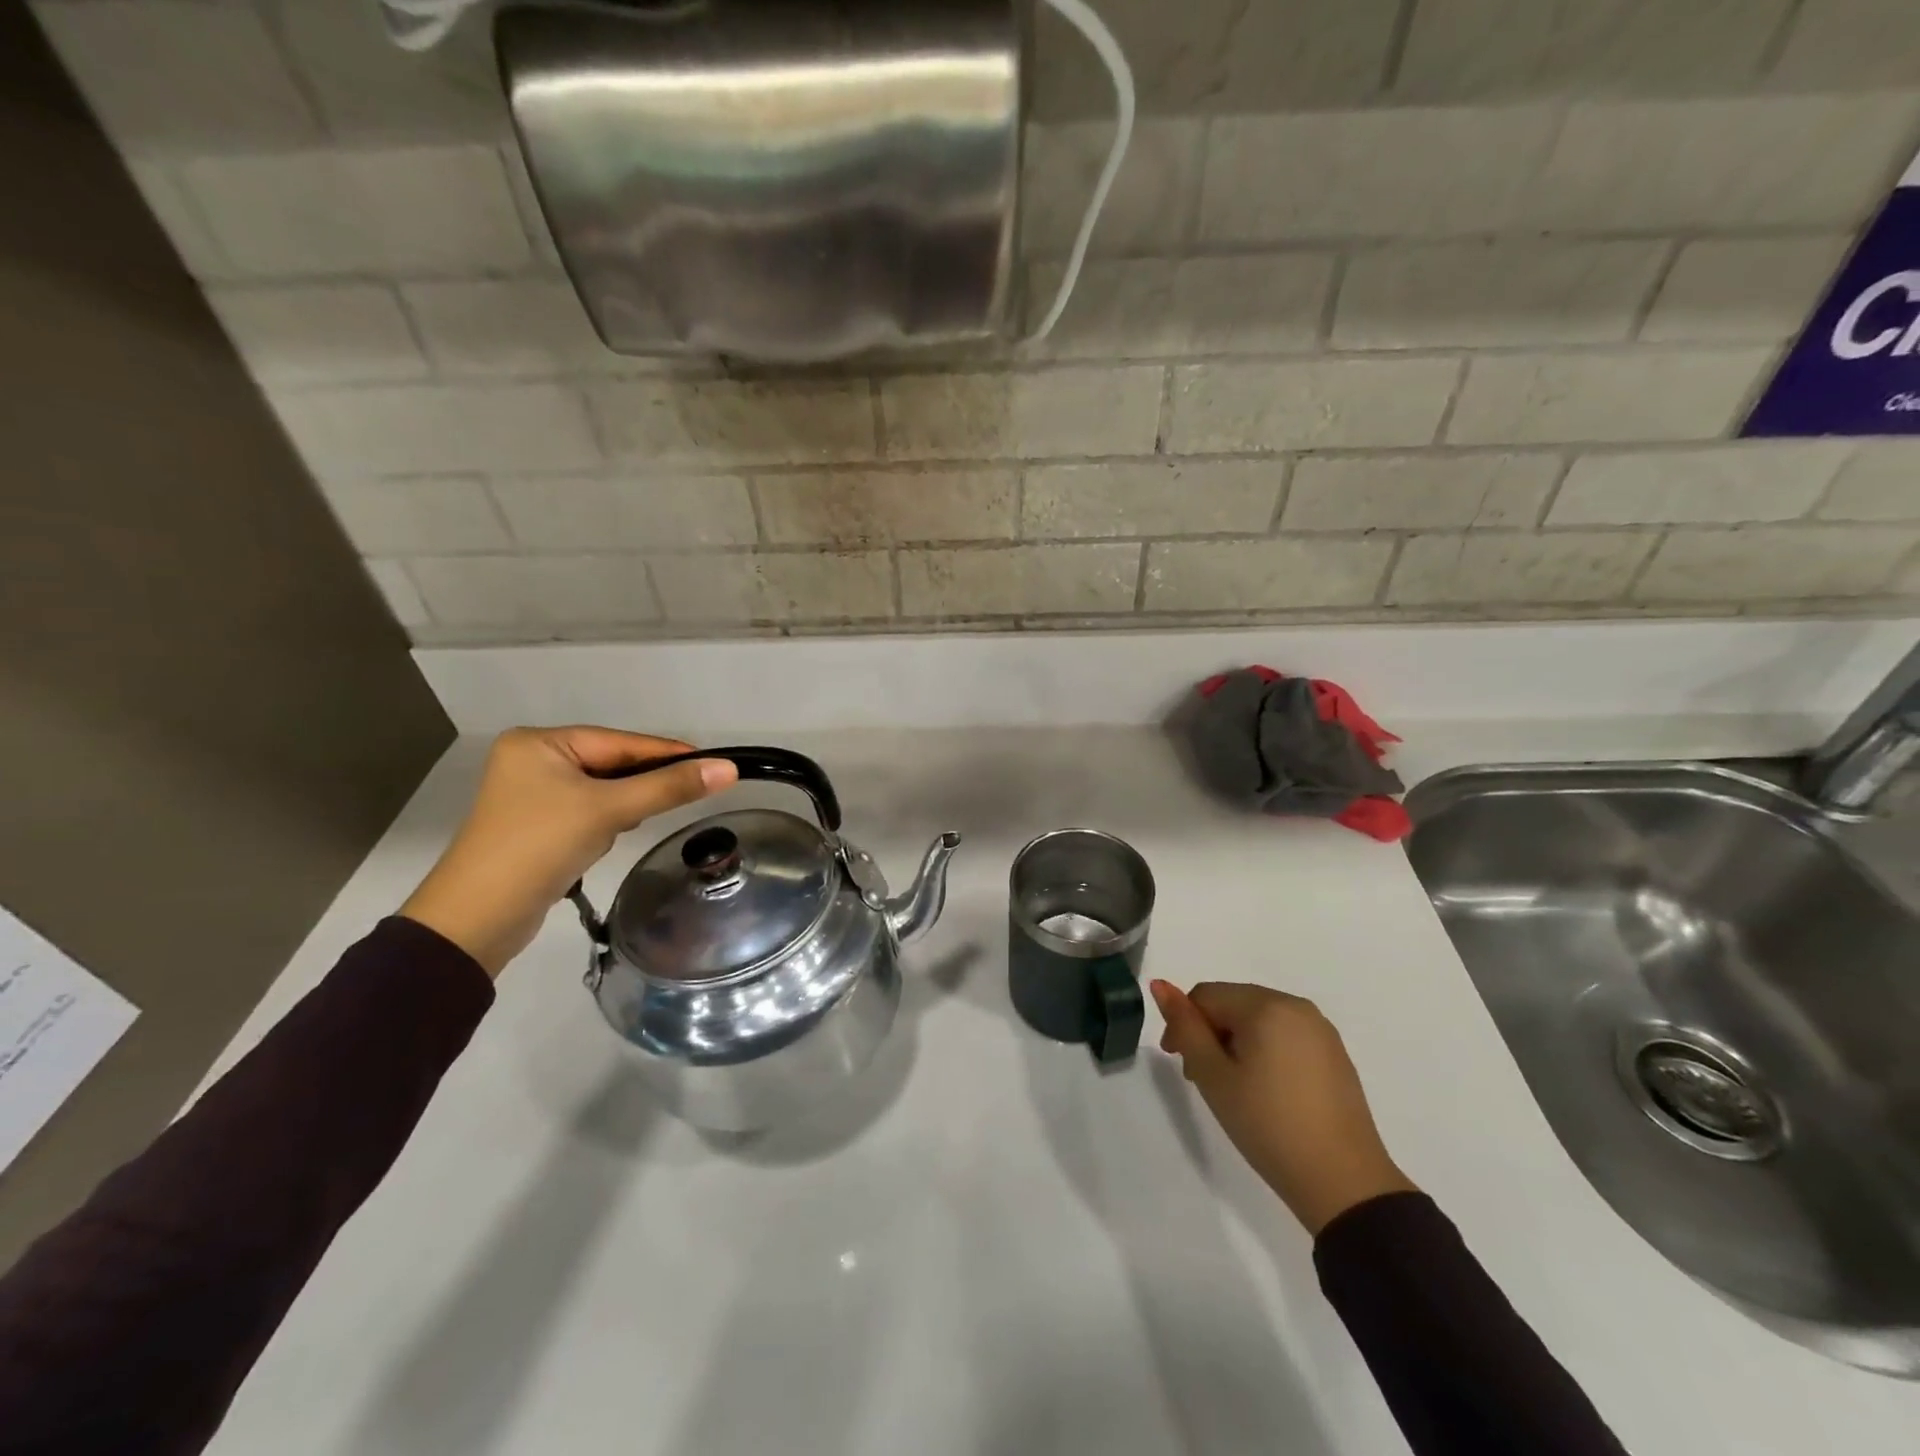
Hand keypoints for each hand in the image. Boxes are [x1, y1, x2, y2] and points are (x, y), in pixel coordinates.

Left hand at [400, 727, 738, 976]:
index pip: (620, 742)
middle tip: (688, 794)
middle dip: (642, 784)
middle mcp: (533, 760)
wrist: (476, 920)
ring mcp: (532, 795)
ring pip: (602, 790)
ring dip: (623, 807)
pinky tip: (608, 839)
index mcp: (539, 743)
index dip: (667, 753)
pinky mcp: (536, 826)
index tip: (715, 763)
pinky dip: (605, 823)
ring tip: (633, 825)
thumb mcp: (609, 811)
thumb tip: (728, 769)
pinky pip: (587, 812)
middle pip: (611, 764)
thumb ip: (669, 788)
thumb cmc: (539, 847)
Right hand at [1151, 980, 1416, 1234]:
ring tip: (1231, 1087)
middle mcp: (1296, 1006)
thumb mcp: (1214, 1077)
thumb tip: (1160, 984)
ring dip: (1235, 1042)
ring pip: (1259, 1019)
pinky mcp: (1334, 1054)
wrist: (1345, 1184)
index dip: (1183, 1023)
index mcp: (1266, 1005)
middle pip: (1233, 1002)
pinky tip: (1264, 1091)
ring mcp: (1320, 1030)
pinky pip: (1285, 1035)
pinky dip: (1264, 1051)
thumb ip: (1185, 1027)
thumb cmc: (1268, 1125)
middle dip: (1210, 1032)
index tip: (1178, 1063)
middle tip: (1200, 1078)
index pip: (1206, 995)